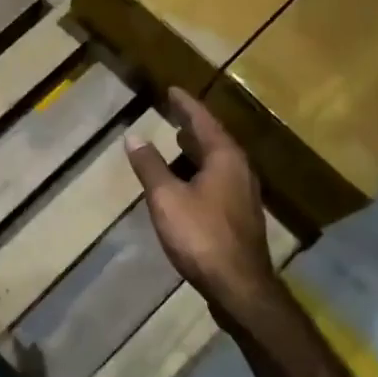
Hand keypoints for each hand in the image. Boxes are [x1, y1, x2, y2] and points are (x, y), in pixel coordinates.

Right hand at [126, 88, 280, 330]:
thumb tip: (133, 136)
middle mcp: (240, 170)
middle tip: (174, 112)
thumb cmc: (201, 236)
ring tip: (179, 141)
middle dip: (194, 125)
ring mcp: (244, 194)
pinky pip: (219, 179)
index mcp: (225, 158)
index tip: (172, 90)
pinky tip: (189, 181)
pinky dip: (201, 170)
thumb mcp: (166, 198)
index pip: (203, 121)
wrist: (239, 286)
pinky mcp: (240, 215)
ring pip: (219, 161)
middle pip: (215, 139)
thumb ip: (150, 166)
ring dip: (198, 149)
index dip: (186, 105)